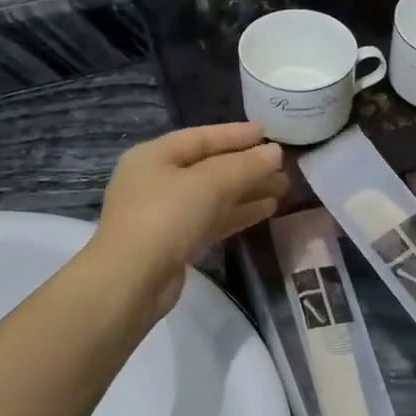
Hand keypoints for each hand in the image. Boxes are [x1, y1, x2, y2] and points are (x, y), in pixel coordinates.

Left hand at [89, 123, 287, 321]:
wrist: (132, 282)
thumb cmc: (165, 219)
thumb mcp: (209, 184)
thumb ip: (245, 166)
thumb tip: (276, 153)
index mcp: (154, 156)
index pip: (201, 137)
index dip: (236, 134)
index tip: (269, 133)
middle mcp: (156, 181)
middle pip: (209, 166)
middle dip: (247, 166)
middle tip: (284, 166)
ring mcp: (164, 214)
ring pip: (214, 195)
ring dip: (248, 190)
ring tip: (283, 188)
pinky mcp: (175, 242)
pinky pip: (212, 219)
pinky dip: (238, 212)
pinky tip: (266, 210)